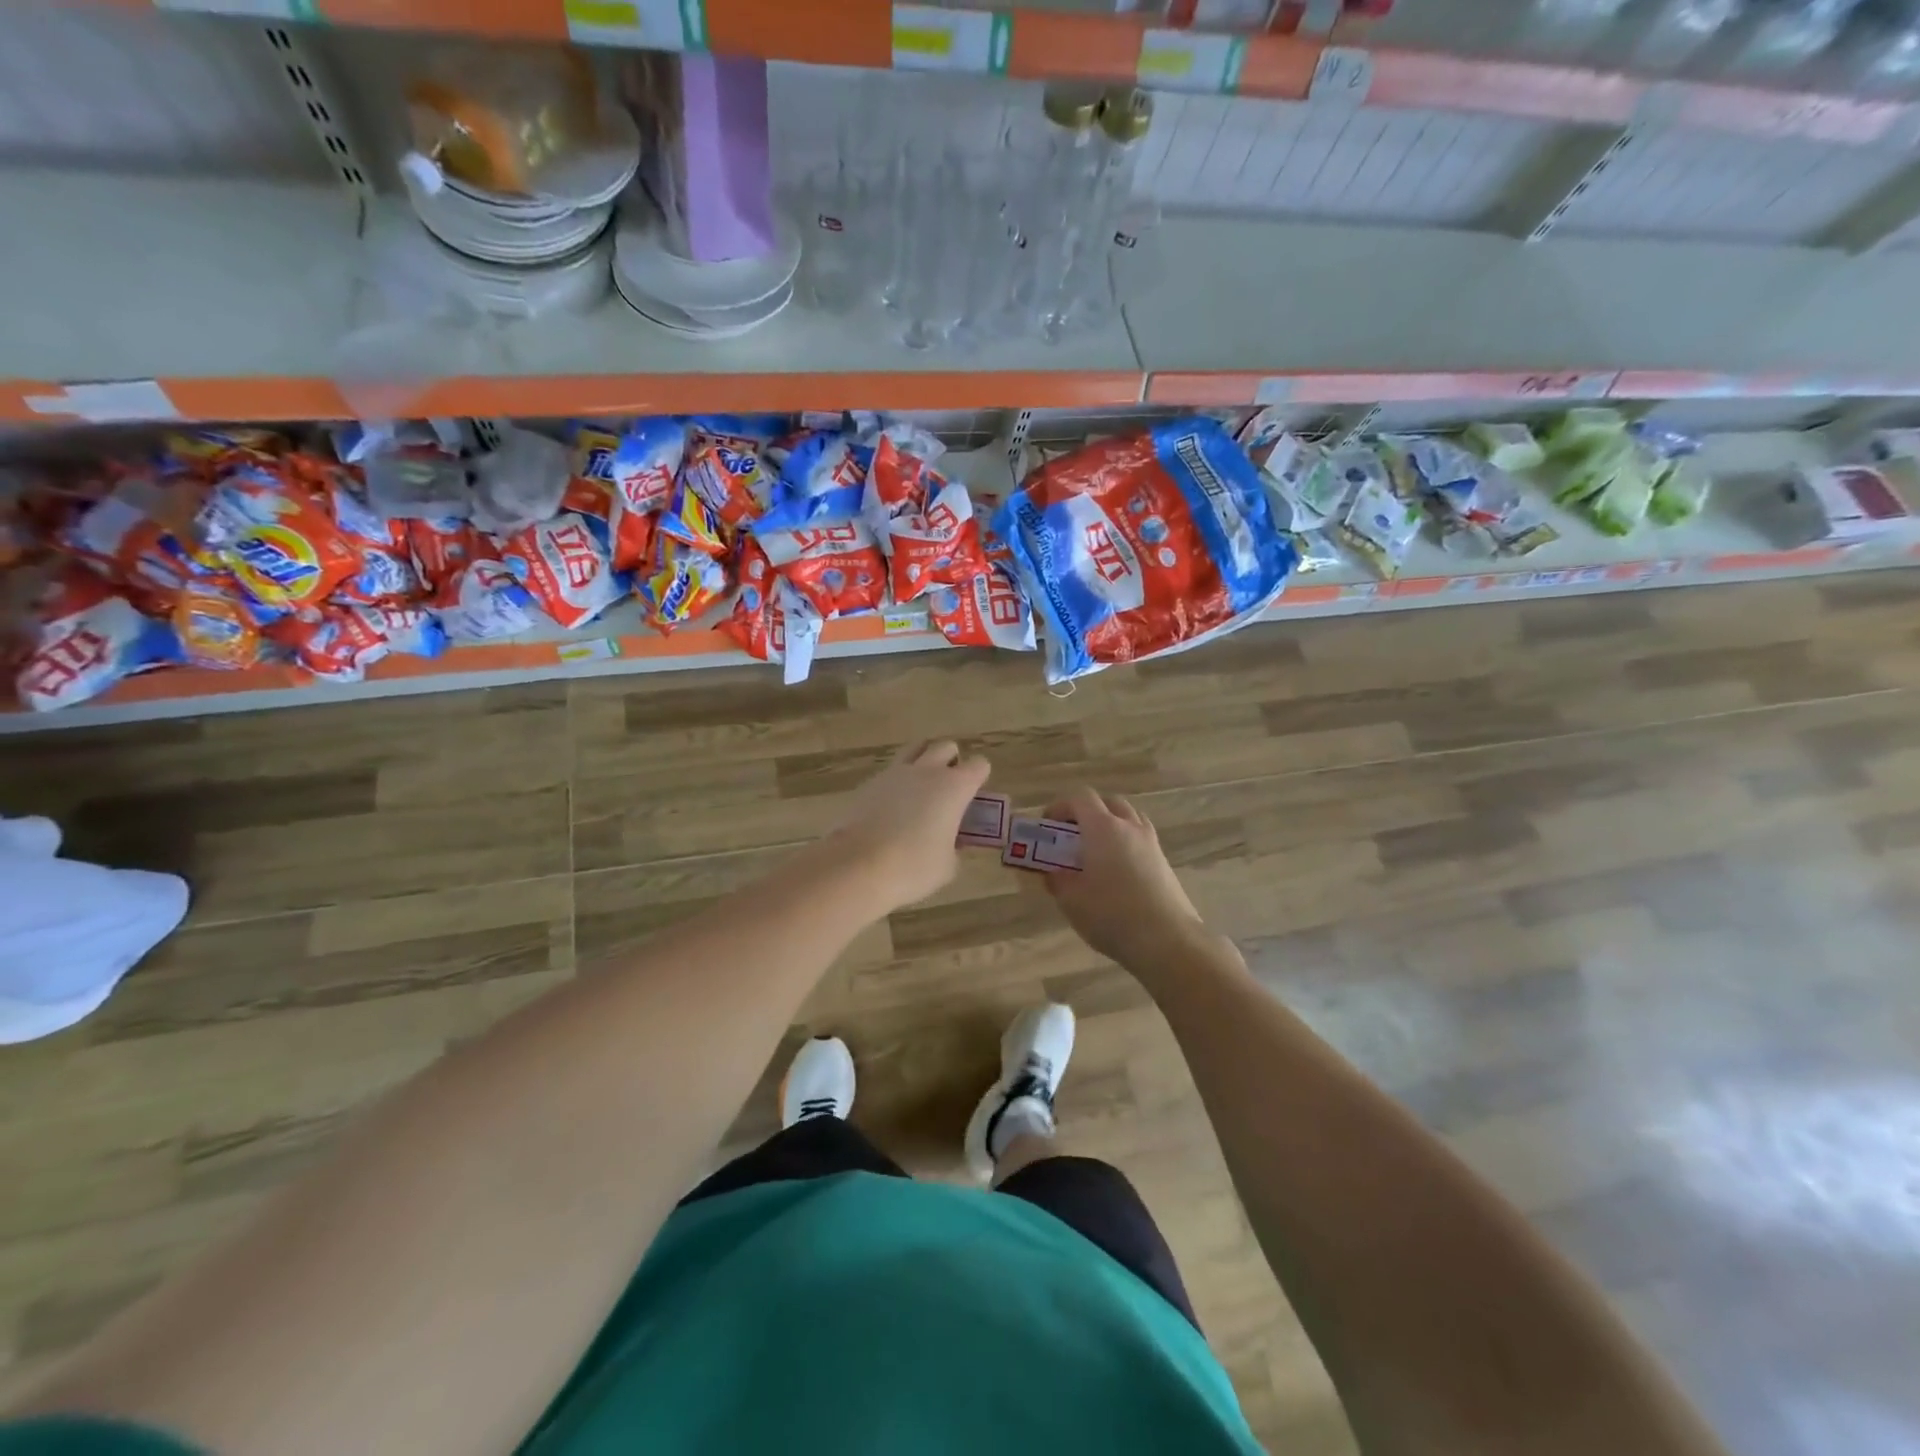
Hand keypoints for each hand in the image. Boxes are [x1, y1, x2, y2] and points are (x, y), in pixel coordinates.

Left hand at [827, 740, 991, 914]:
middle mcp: (926, 771)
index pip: (979, 765)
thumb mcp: (947, 865)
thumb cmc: (913, 867)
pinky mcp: (869, 783)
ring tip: (920, 789)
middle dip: (951, 761)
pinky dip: (896, 783)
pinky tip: (892, 808)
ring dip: (922, 762)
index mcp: (954, 787)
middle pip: (946, 747)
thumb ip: (954, 847)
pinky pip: (889, 772)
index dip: (979, 778)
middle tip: (949, 788)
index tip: (974, 797)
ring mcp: (894, 773)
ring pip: (914, 750)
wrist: (858, 866)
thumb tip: (950, 842)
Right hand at [1043, 788, 1211, 972]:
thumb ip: (1057, 880)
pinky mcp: (1164, 862)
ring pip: (1129, 819)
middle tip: (1073, 836)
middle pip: (1108, 803)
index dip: (1060, 807)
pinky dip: (1126, 843)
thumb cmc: (1112, 915)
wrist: (1168, 940)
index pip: (1080, 798)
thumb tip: (1053, 873)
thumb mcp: (1072, 901)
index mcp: (1103, 828)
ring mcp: (1151, 843)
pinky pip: (1141, 839)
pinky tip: (1117, 872)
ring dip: (1110, 825)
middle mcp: (1129, 827)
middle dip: (1088, 813)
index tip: (1048, 825)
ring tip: (1096, 852)